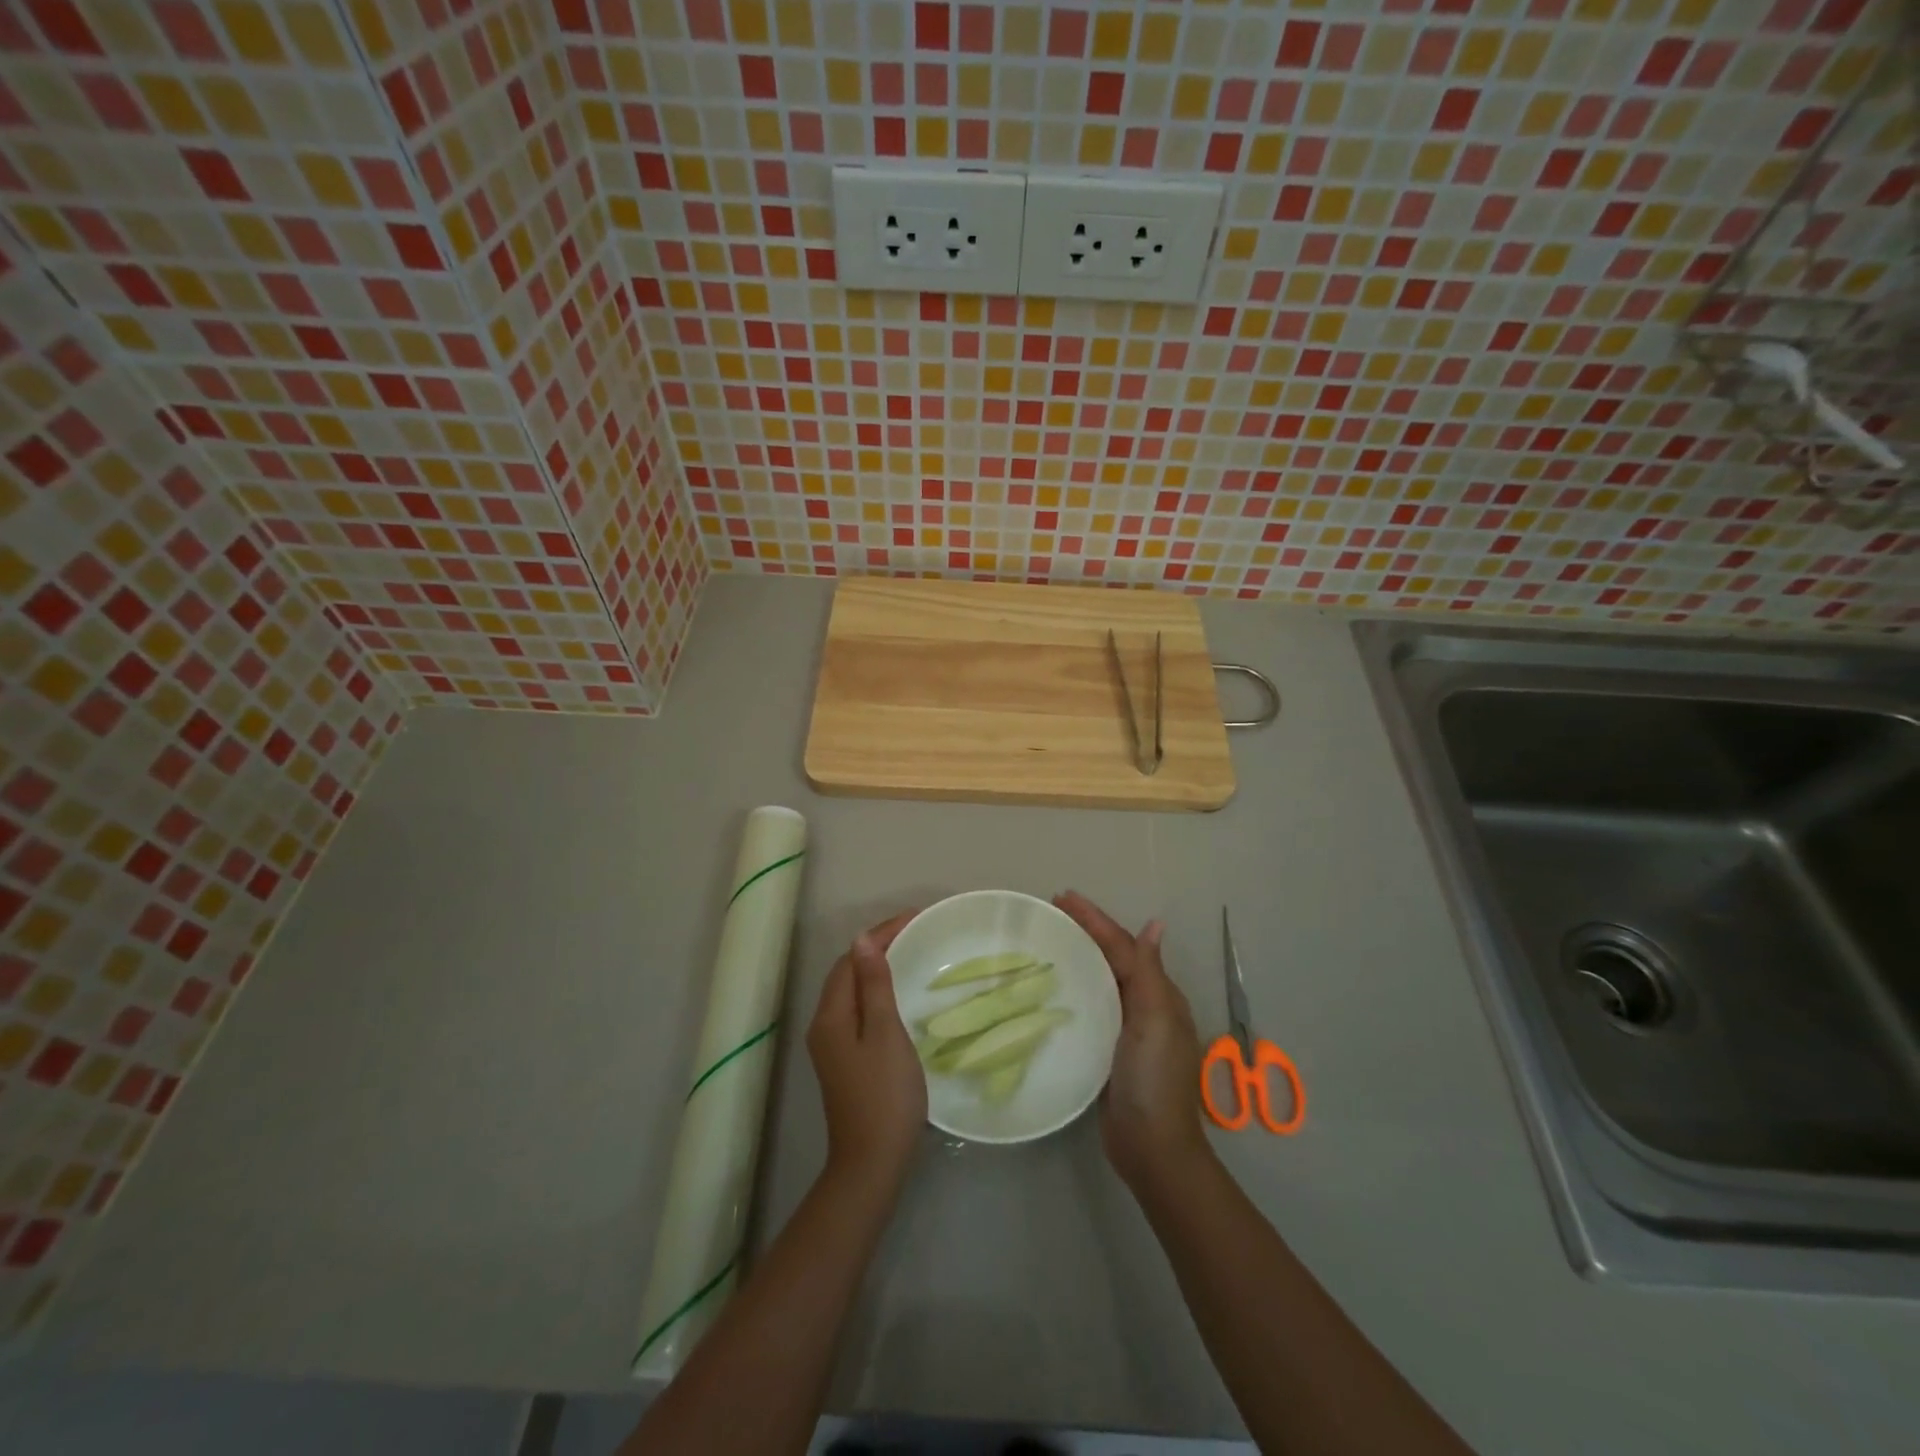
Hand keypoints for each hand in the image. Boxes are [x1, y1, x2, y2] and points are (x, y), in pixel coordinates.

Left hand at [807, 910, 926, 1194]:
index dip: (879, 935)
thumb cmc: (885, 1095)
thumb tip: (863, 940)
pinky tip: (898, 997)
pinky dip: (876, 994)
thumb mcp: (885, 1033)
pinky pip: (857, 1011)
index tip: (914, 919)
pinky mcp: (844, 1062)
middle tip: (916, 933)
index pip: (850, 959)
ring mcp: (832, 1046)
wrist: (872, 1163)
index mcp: (830, 1016)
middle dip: (877, 948)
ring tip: (910, 954)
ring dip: (876, 969)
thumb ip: (875, 986)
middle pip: (847, 973)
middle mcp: (824, 1026)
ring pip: (852, 993)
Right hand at [1056, 891, 1211, 1189]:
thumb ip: (1148, 972)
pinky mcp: (1105, 1049)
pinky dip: (1072, 988)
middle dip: (1084, 931)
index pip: (1121, 945)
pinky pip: (1088, 1006)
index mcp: (1157, 993)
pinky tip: (1051, 986)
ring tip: (1046, 939)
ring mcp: (1124, 1028)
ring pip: (1098, 979)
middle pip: (1110, 957)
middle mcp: (1143, 1005)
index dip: (1094, 919)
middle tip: (1049, 912)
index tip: (1061, 896)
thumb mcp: (1155, 1020)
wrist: (1151, 1147)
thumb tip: (1156, 923)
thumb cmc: (1153, 1079)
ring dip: (1077, 955)